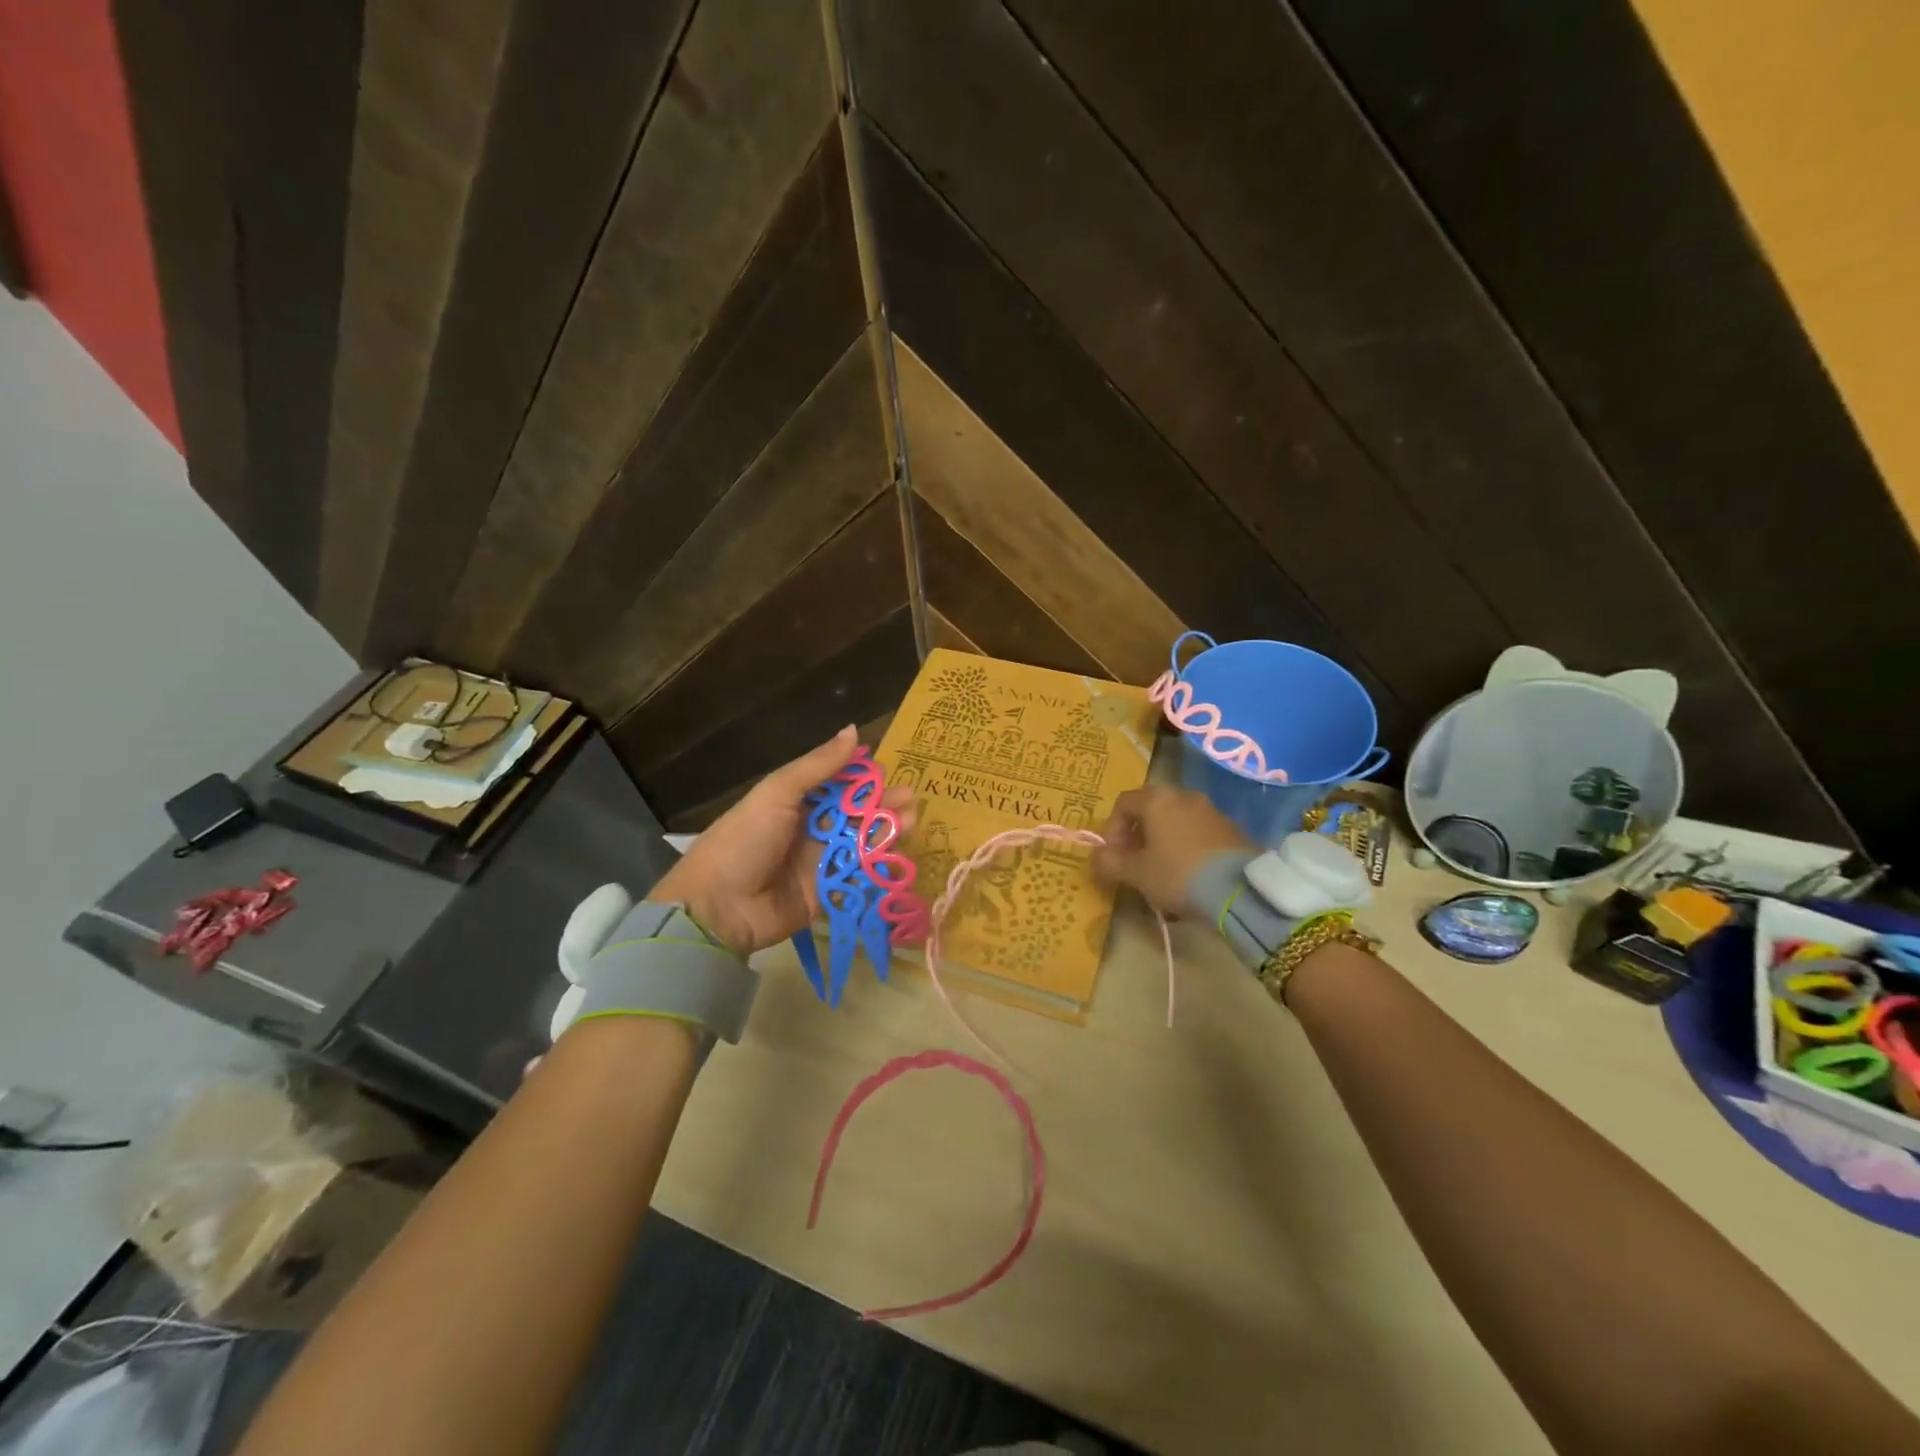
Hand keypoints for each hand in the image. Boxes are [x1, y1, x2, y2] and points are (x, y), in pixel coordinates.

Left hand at [647, 725, 915, 956]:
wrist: (718, 907)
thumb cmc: (745, 839)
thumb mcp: (778, 793)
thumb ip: (819, 766)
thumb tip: (855, 730)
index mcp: (795, 802)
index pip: (838, 785)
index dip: (865, 778)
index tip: (891, 773)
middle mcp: (810, 830)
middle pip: (855, 814)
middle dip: (883, 806)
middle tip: (911, 801)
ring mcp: (819, 863)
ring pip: (861, 844)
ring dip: (886, 832)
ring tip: (912, 823)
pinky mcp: (827, 894)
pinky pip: (857, 878)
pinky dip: (878, 868)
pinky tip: (899, 857)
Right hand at [1091, 785, 1249, 916]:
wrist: (1240, 889)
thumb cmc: (1178, 874)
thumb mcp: (1137, 873)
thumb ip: (1110, 862)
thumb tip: (1096, 856)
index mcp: (1157, 800)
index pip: (1123, 803)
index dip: (1112, 829)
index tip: (1114, 856)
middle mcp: (1184, 796)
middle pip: (1151, 808)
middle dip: (1138, 834)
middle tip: (1134, 862)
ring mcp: (1211, 810)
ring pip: (1176, 820)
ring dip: (1163, 841)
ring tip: (1161, 871)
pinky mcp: (1232, 829)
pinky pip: (1198, 832)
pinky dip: (1186, 846)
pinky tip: (1188, 874)